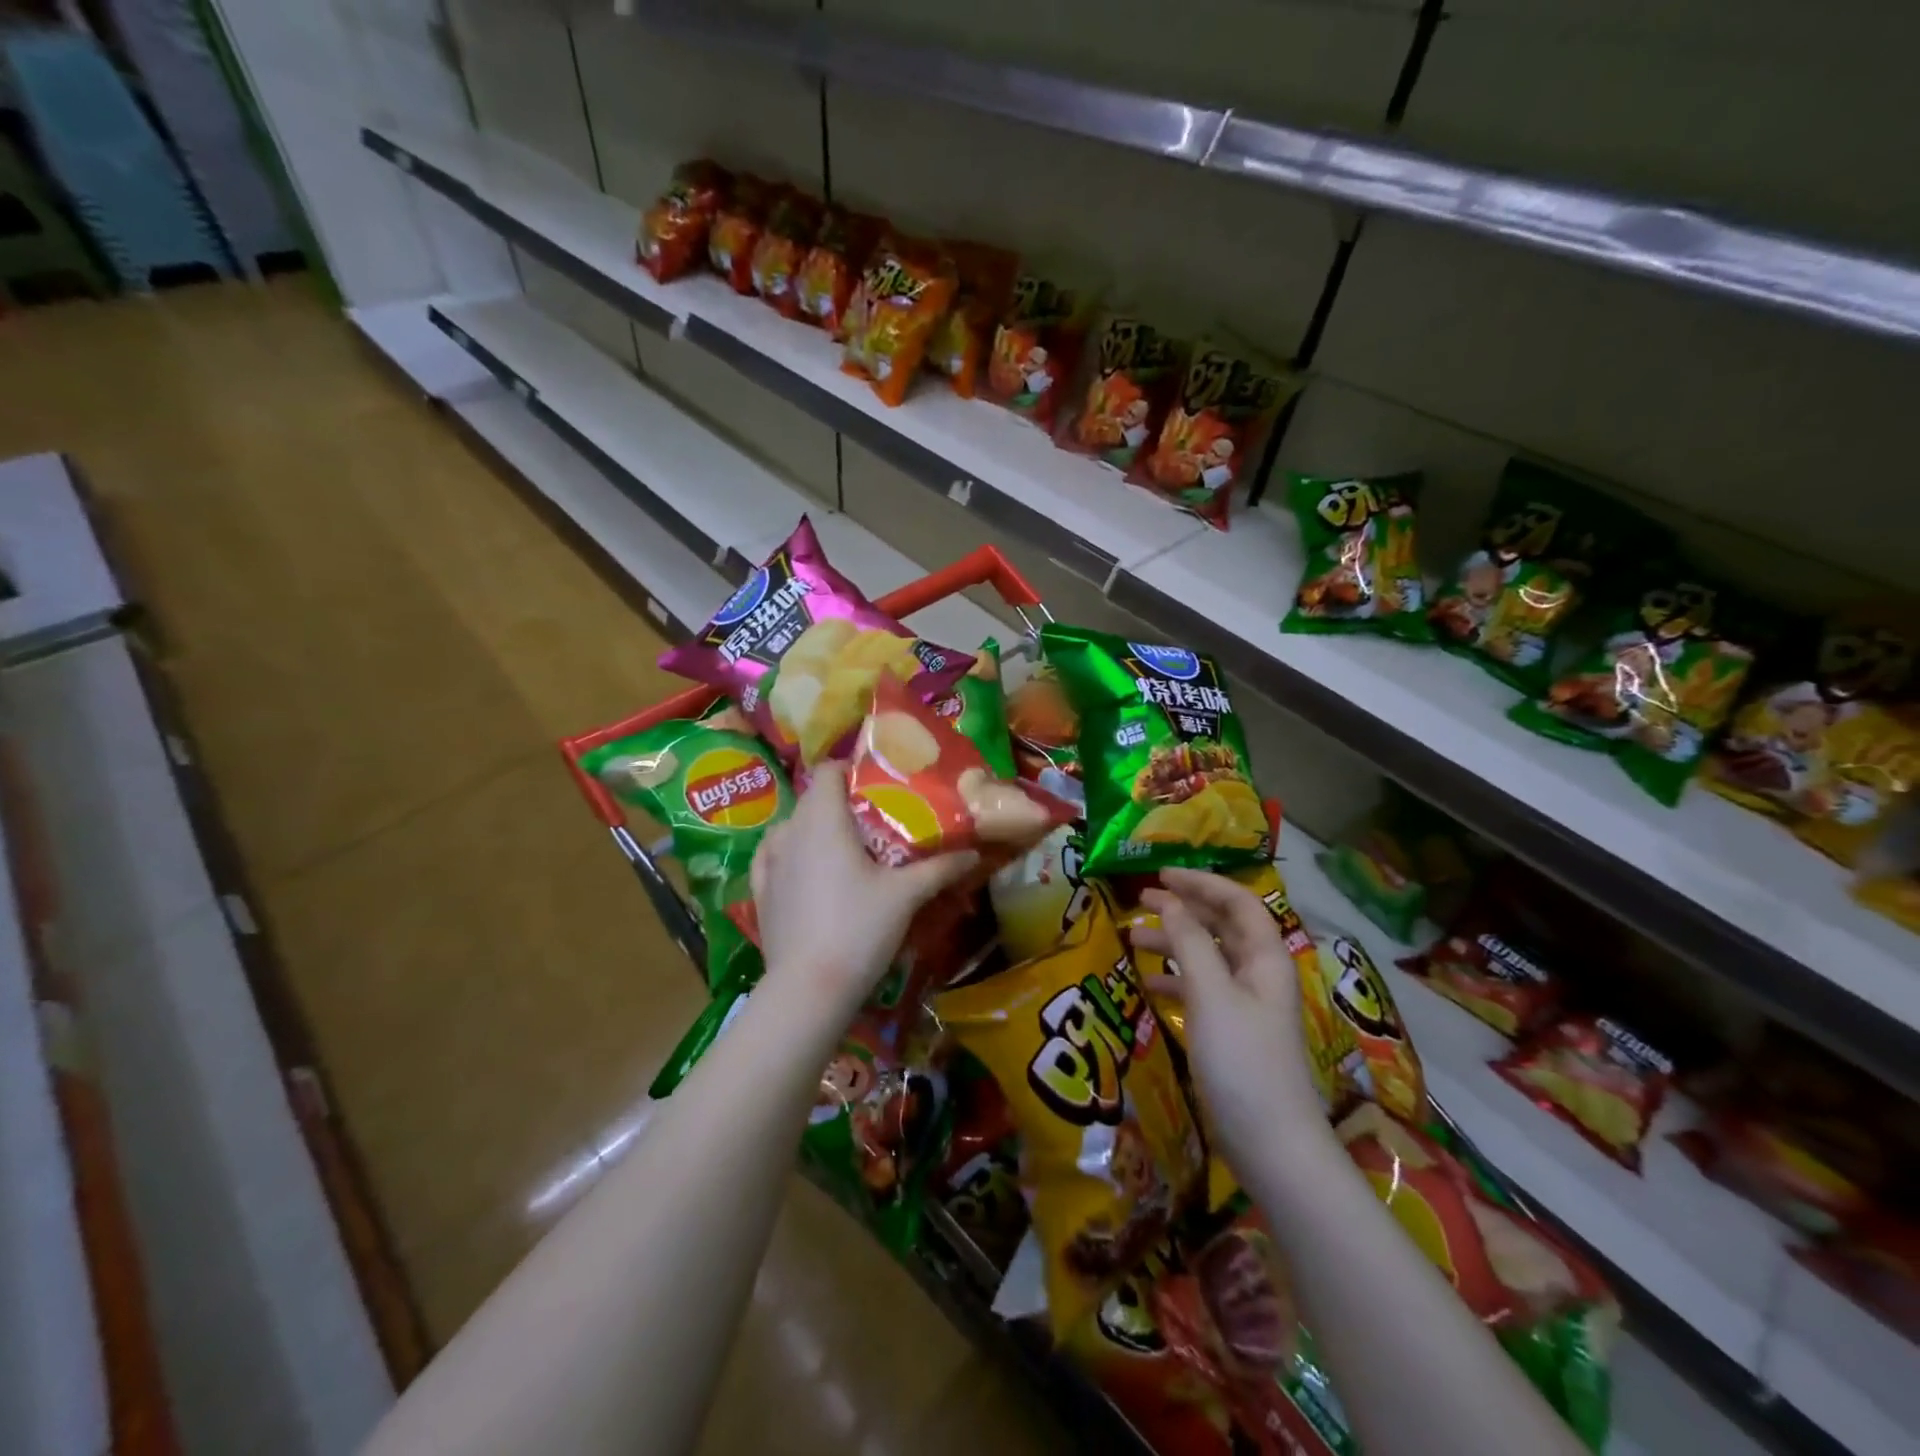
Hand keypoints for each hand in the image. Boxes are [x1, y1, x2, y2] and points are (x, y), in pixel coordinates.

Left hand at [750, 762, 976, 1016]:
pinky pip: (772, 857)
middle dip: (841, 802)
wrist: (808, 989)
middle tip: (874, 820)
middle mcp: (790, 831)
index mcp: (823, 819)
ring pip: (791, 828)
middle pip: (812, 799)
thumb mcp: (906, 896)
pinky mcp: (759, 892)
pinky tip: (804, 868)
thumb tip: (973, 852)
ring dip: (814, 828)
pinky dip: (789, 854)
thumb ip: (939, 868)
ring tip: (844, 848)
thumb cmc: (859, 928)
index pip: (827, 770)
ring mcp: (769, 862)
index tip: (876, 782)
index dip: (849, 769)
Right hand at [1134, 869, 1325, 1167]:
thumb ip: (1190, 942)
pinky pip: (1202, 989)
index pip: (1237, 902)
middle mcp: (1259, 974)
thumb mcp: (1211, 995)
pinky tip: (1148, 984)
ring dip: (1175, 942)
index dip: (1201, 883)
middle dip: (1184, 908)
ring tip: (1134, 938)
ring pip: (1209, 957)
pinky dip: (1176, 978)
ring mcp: (1247, 1004)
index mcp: (1265, 958)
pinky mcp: (1233, 1031)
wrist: (1272, 1145)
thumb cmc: (1242, 1062)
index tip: (1161, 876)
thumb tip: (1169, 902)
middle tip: (1141, 900)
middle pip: (1222, 926)